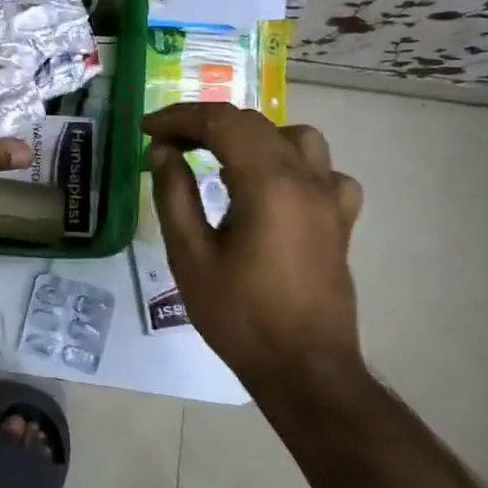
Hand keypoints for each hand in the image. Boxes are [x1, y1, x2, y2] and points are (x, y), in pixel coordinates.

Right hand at [144, 104, 364, 388]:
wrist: (305, 369)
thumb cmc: (240, 315)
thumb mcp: (190, 255)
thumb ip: (174, 194)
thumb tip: (163, 151)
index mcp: (268, 182)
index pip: (221, 122)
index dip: (179, 117)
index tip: (146, 129)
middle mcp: (305, 178)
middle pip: (253, 124)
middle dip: (205, 125)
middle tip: (167, 143)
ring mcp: (330, 197)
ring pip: (295, 137)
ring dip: (252, 137)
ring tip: (220, 160)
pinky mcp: (341, 219)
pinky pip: (322, 171)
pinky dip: (292, 165)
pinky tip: (273, 190)